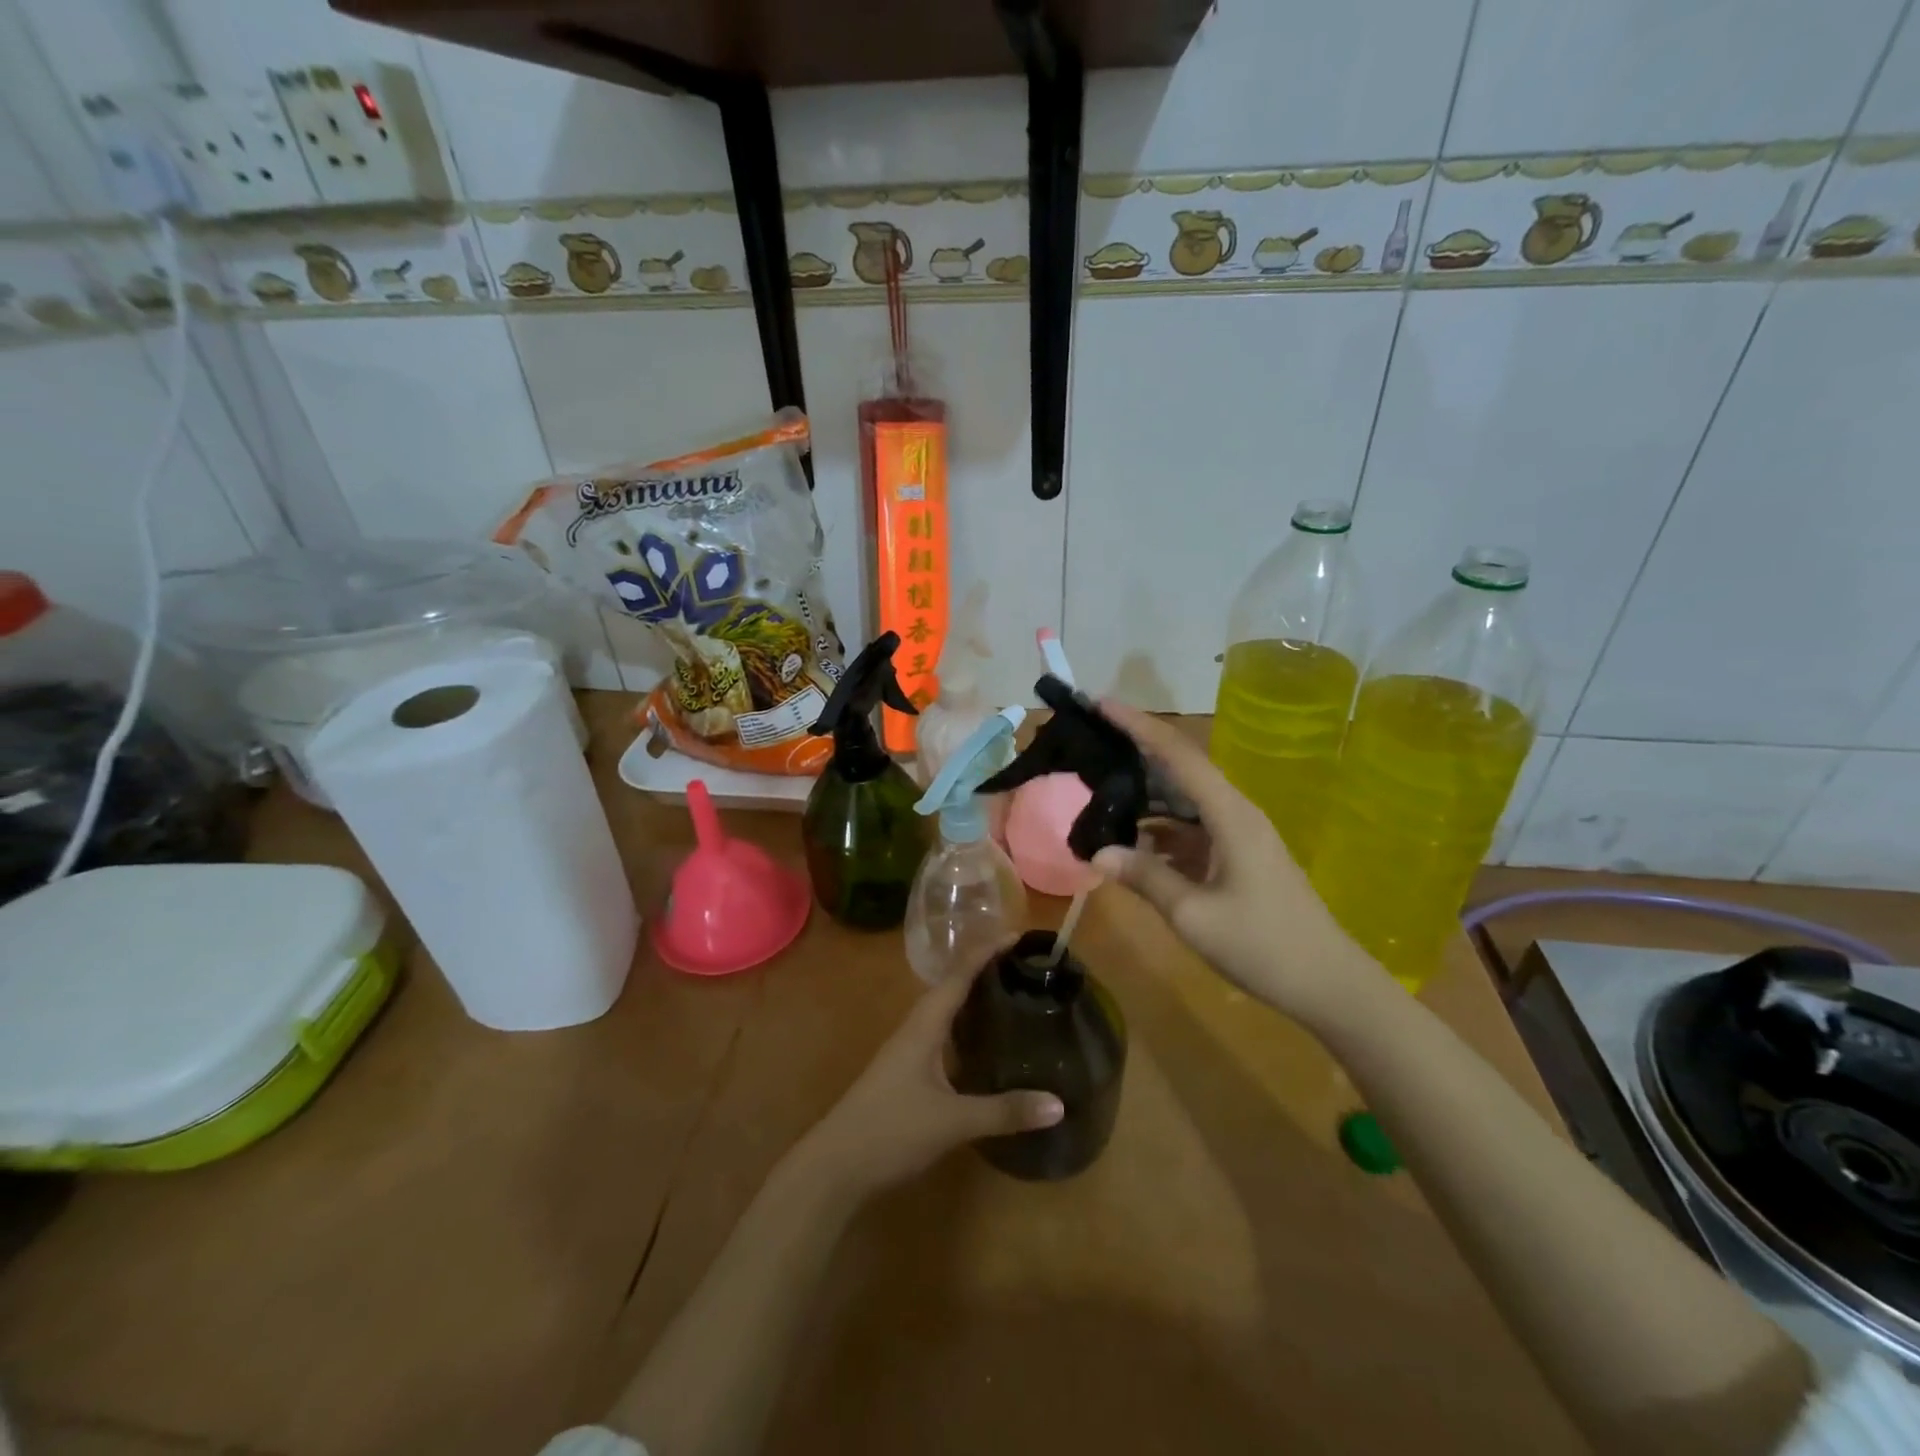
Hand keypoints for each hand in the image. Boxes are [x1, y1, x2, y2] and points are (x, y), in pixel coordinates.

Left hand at [793, 963, 1063, 1199]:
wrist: (835, 1166)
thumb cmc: (891, 1130)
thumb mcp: (952, 1122)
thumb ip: (1004, 1111)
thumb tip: (1059, 1104)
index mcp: (924, 1025)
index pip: (959, 976)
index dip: (986, 953)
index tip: (1018, 936)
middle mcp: (915, 1029)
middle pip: (952, 988)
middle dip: (984, 972)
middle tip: (1024, 967)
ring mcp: (908, 1052)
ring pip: (945, 1014)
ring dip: (973, 1000)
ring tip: (1010, 996)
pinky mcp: (906, 1075)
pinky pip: (942, 1037)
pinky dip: (965, 1030)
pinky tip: (983, 1046)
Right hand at [1090, 700, 1389, 1026]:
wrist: (1328, 985)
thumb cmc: (1263, 946)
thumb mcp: (1194, 915)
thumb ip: (1145, 878)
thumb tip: (1096, 853)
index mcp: (1229, 814)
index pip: (1177, 754)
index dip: (1137, 725)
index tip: (1099, 704)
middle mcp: (1234, 813)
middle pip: (1179, 770)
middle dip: (1134, 753)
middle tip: (1088, 745)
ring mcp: (1238, 836)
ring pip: (1183, 801)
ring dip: (1144, 794)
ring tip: (1097, 791)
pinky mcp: (1237, 858)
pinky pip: (1190, 830)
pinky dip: (1158, 829)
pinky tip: (1130, 842)